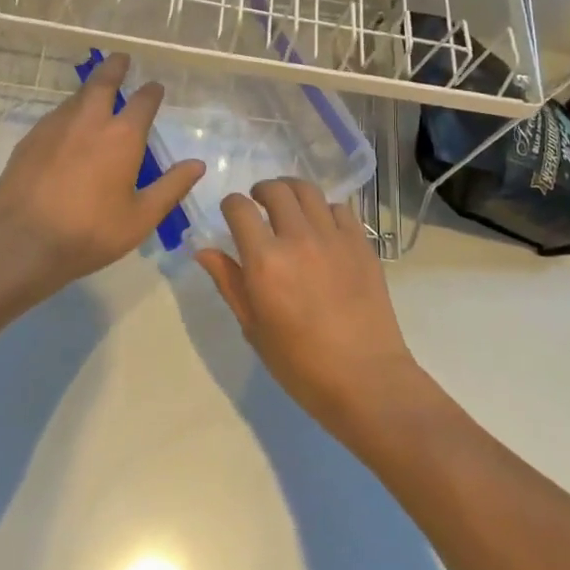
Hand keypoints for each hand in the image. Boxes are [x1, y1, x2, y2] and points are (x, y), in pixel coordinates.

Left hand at [0, 52, 203, 301]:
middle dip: (115, 67)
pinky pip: (56, 116)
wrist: (21, 243)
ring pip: (77, 97)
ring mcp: (55, 126)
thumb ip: (171, 187)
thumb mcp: (141, 217)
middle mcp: (90, 120)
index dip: (152, 92)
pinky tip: (69, 129)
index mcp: (122, 136)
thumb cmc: (90, 232)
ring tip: (97, 94)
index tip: (156, 88)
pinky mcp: (30, 139)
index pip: (143, 101)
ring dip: (90, 90)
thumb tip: (197, 164)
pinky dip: (69, 113)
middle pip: (103, 82)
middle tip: (121, 59)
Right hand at [196, 178, 424, 432]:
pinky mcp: (361, 243)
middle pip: (276, 190)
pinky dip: (325, 209)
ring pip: (309, 191)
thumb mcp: (254, 327)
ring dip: (292, 191)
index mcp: (265, 261)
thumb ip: (229, 283)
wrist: (365, 378)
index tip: (231, 214)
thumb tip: (204, 251)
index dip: (231, 205)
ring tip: (288, 205)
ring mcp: (334, 237)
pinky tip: (322, 226)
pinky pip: (340, 209)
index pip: (240, 209)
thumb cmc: (300, 364)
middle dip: (261, 191)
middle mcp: (298, 238)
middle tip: (258, 204)